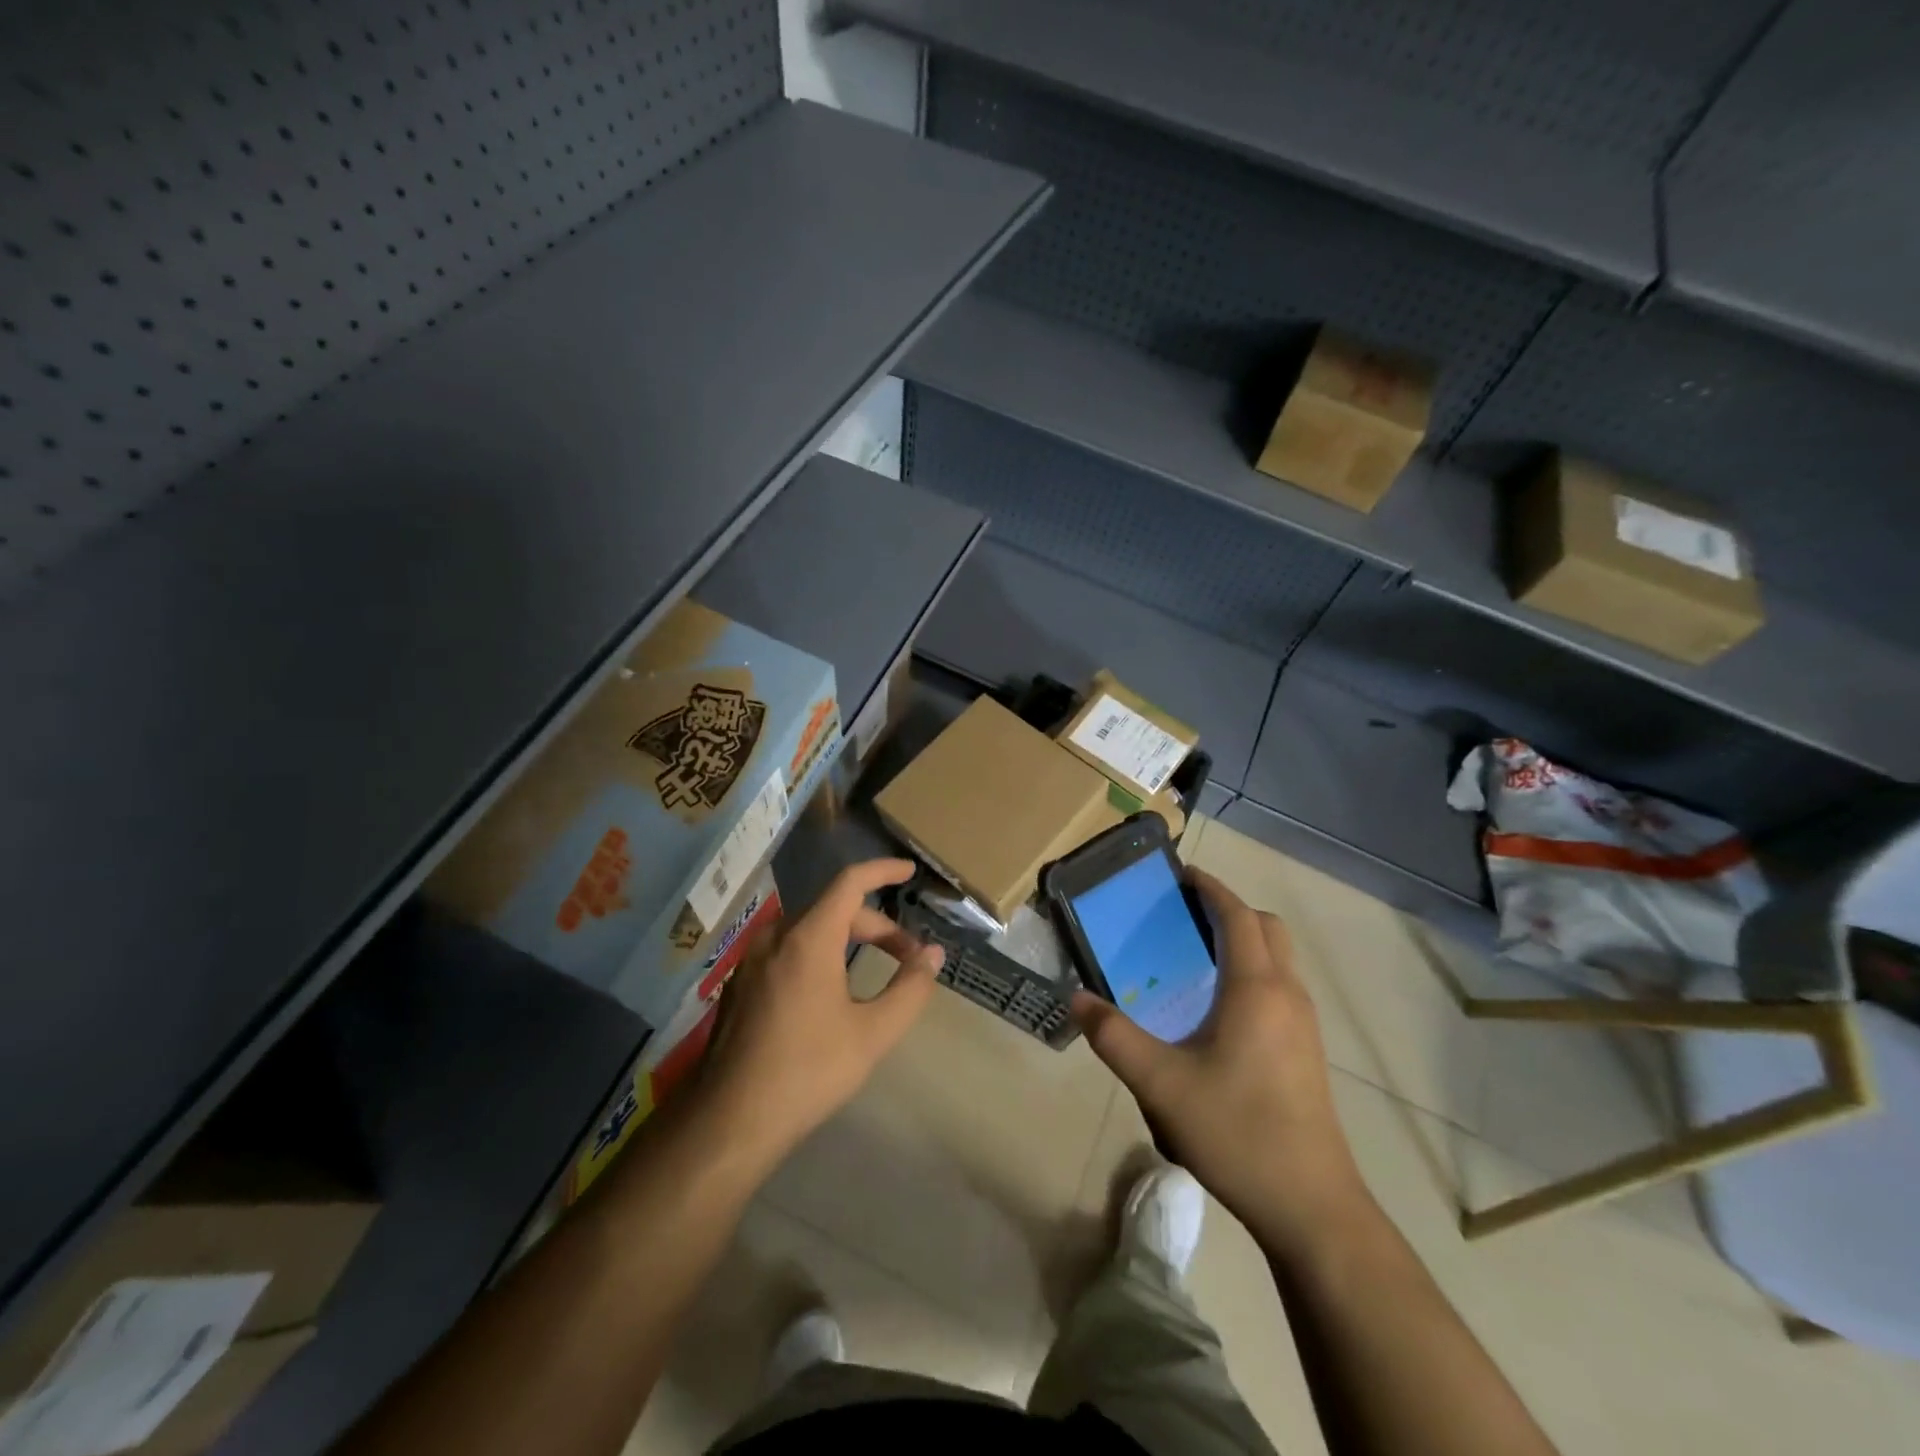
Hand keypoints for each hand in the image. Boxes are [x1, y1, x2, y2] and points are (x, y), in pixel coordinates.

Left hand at [695, 858, 944, 1162]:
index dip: (882, 871)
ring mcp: (751, 960)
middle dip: (876, 926)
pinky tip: (829, 993)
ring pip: (809, 930)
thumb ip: (909, 988)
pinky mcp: (739, 984)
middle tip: (908, 958)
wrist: (728, 1121)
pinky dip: (818, 954)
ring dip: (847, 939)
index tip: (909, 872)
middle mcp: (775, 937)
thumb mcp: (872, 1033)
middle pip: (833, 910)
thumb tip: (933, 955)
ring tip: (873, 972)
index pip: (850, 882)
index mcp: (808, 939)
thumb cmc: (807, 1072)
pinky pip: (787, 950)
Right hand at [1073, 868, 1365, 1250]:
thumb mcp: (1160, 1084)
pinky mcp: (1307, 1050)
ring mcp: (1304, 1024)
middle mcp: (1287, 994)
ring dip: (1243, 940)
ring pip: (1278, 958)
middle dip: (1229, 909)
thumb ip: (1114, 1037)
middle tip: (1184, 914)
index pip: (1237, 916)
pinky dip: (1252, 970)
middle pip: (1266, 928)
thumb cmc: (1236, 1131)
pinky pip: (1280, 986)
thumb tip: (1077, 1000)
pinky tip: (1218, 1006)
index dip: (1211, 888)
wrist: (1310, 1206)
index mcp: (1256, 988)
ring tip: (1195, 954)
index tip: (1180, 875)